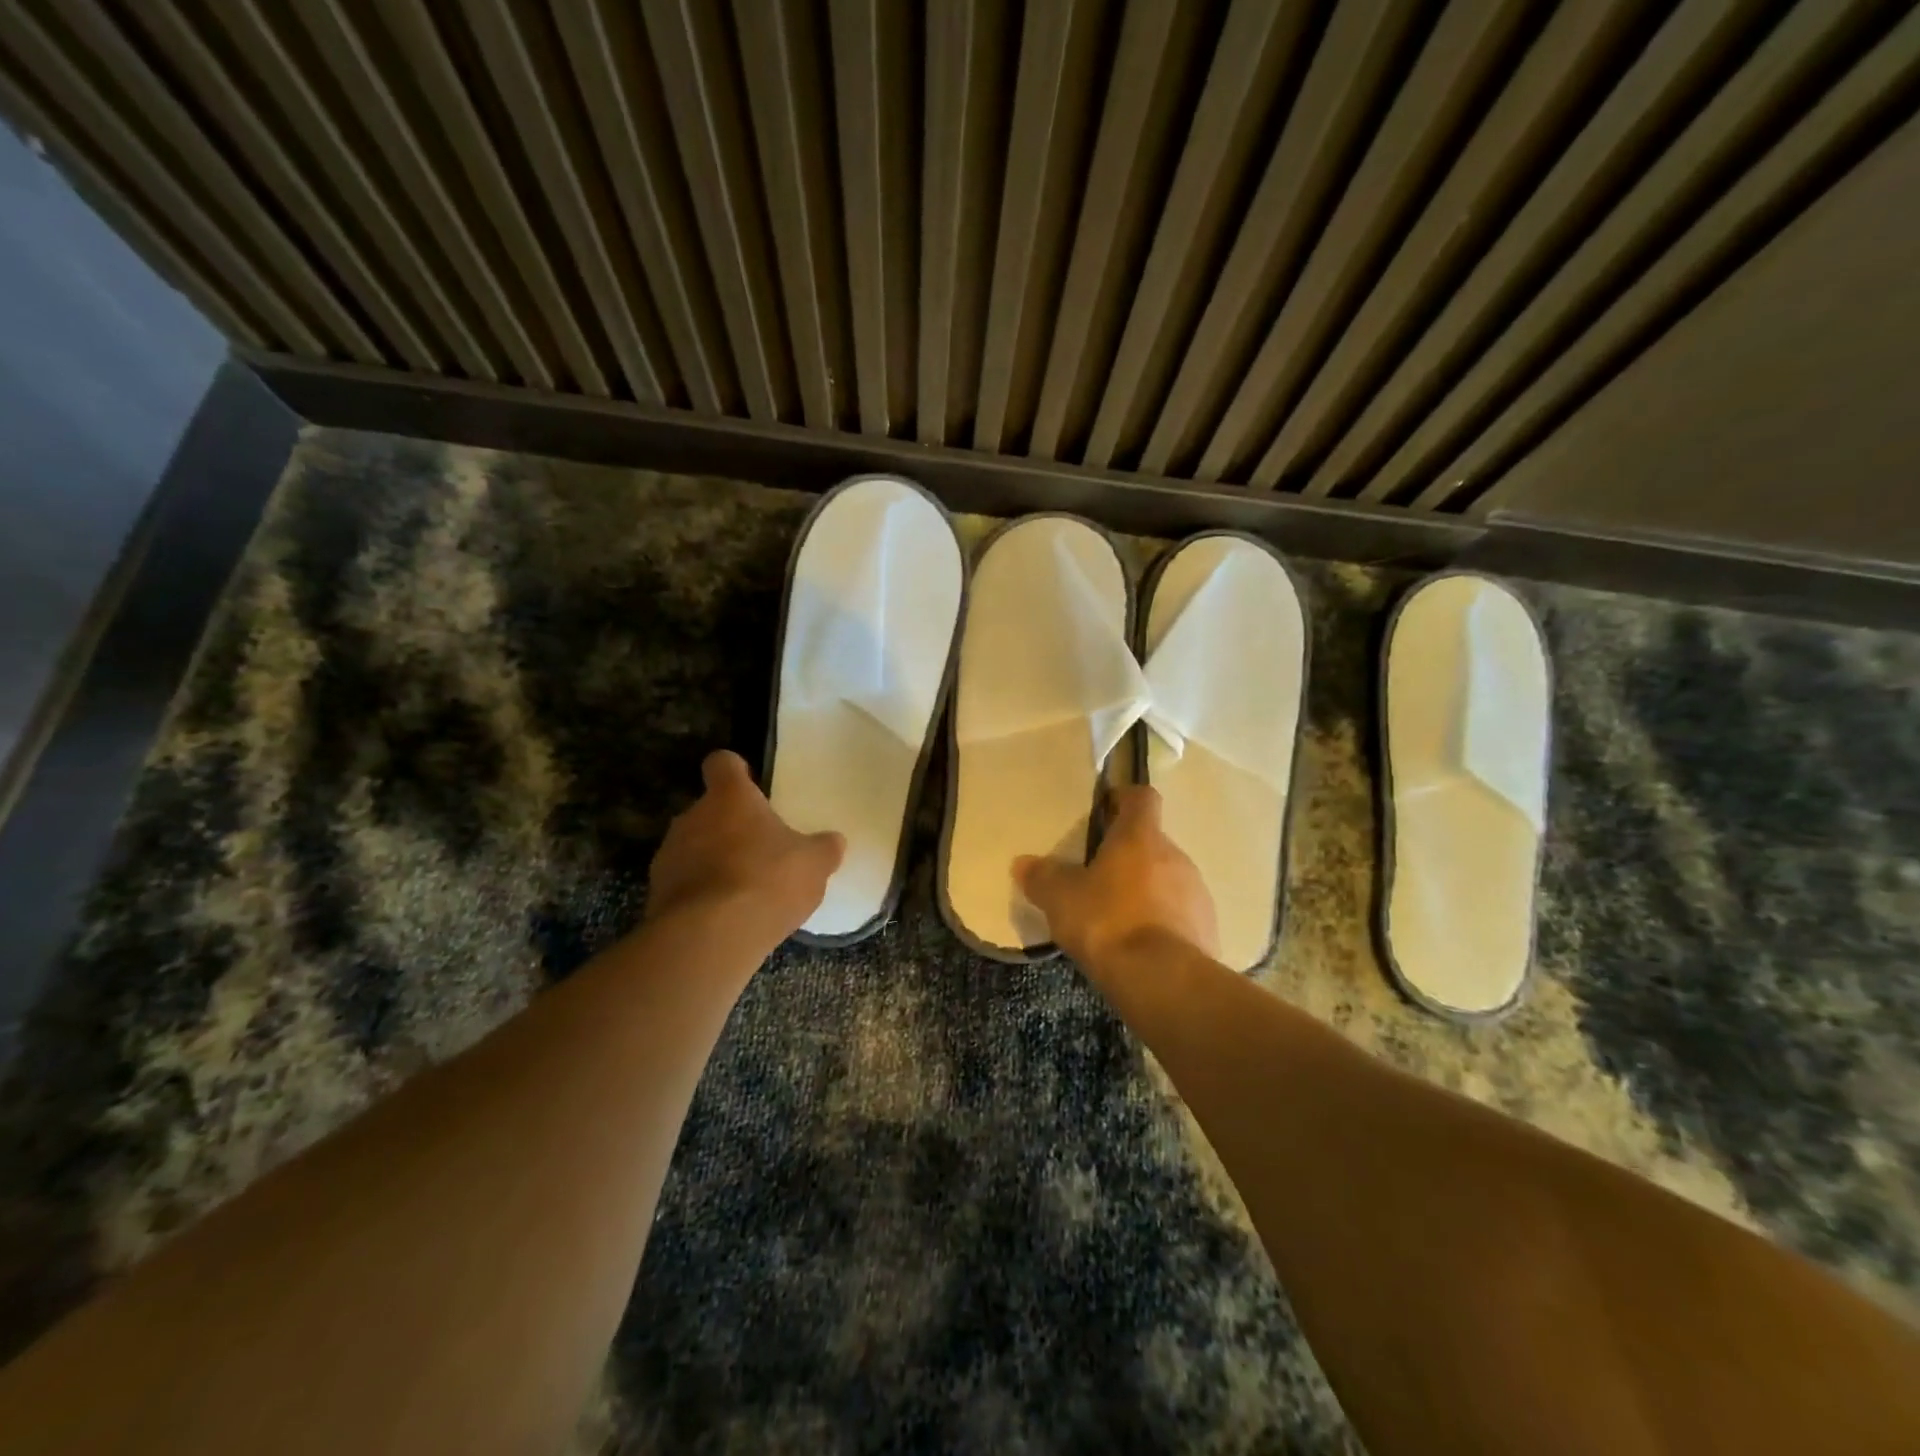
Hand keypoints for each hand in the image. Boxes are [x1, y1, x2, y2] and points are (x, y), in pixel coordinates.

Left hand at [647, 751, 844, 939]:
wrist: (711, 937)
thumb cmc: (767, 880)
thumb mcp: (814, 863)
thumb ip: (824, 848)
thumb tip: (833, 841)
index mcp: (730, 797)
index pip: (723, 763)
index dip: (736, 770)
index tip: (750, 783)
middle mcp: (692, 816)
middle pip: (709, 811)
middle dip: (730, 827)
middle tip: (759, 850)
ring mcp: (668, 856)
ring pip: (694, 848)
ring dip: (713, 862)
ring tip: (743, 891)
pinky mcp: (657, 895)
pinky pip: (684, 885)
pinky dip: (701, 895)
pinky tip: (725, 918)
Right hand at [1015, 785, 1217, 967]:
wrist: (1163, 980)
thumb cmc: (1107, 922)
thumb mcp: (1060, 899)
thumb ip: (1042, 877)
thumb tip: (1022, 863)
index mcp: (1140, 836)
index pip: (1141, 797)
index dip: (1123, 799)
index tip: (1104, 812)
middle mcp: (1175, 855)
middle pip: (1151, 842)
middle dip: (1127, 856)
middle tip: (1097, 877)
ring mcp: (1196, 892)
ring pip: (1167, 878)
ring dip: (1145, 890)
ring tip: (1117, 918)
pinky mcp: (1208, 927)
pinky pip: (1180, 913)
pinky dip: (1162, 921)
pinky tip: (1140, 945)